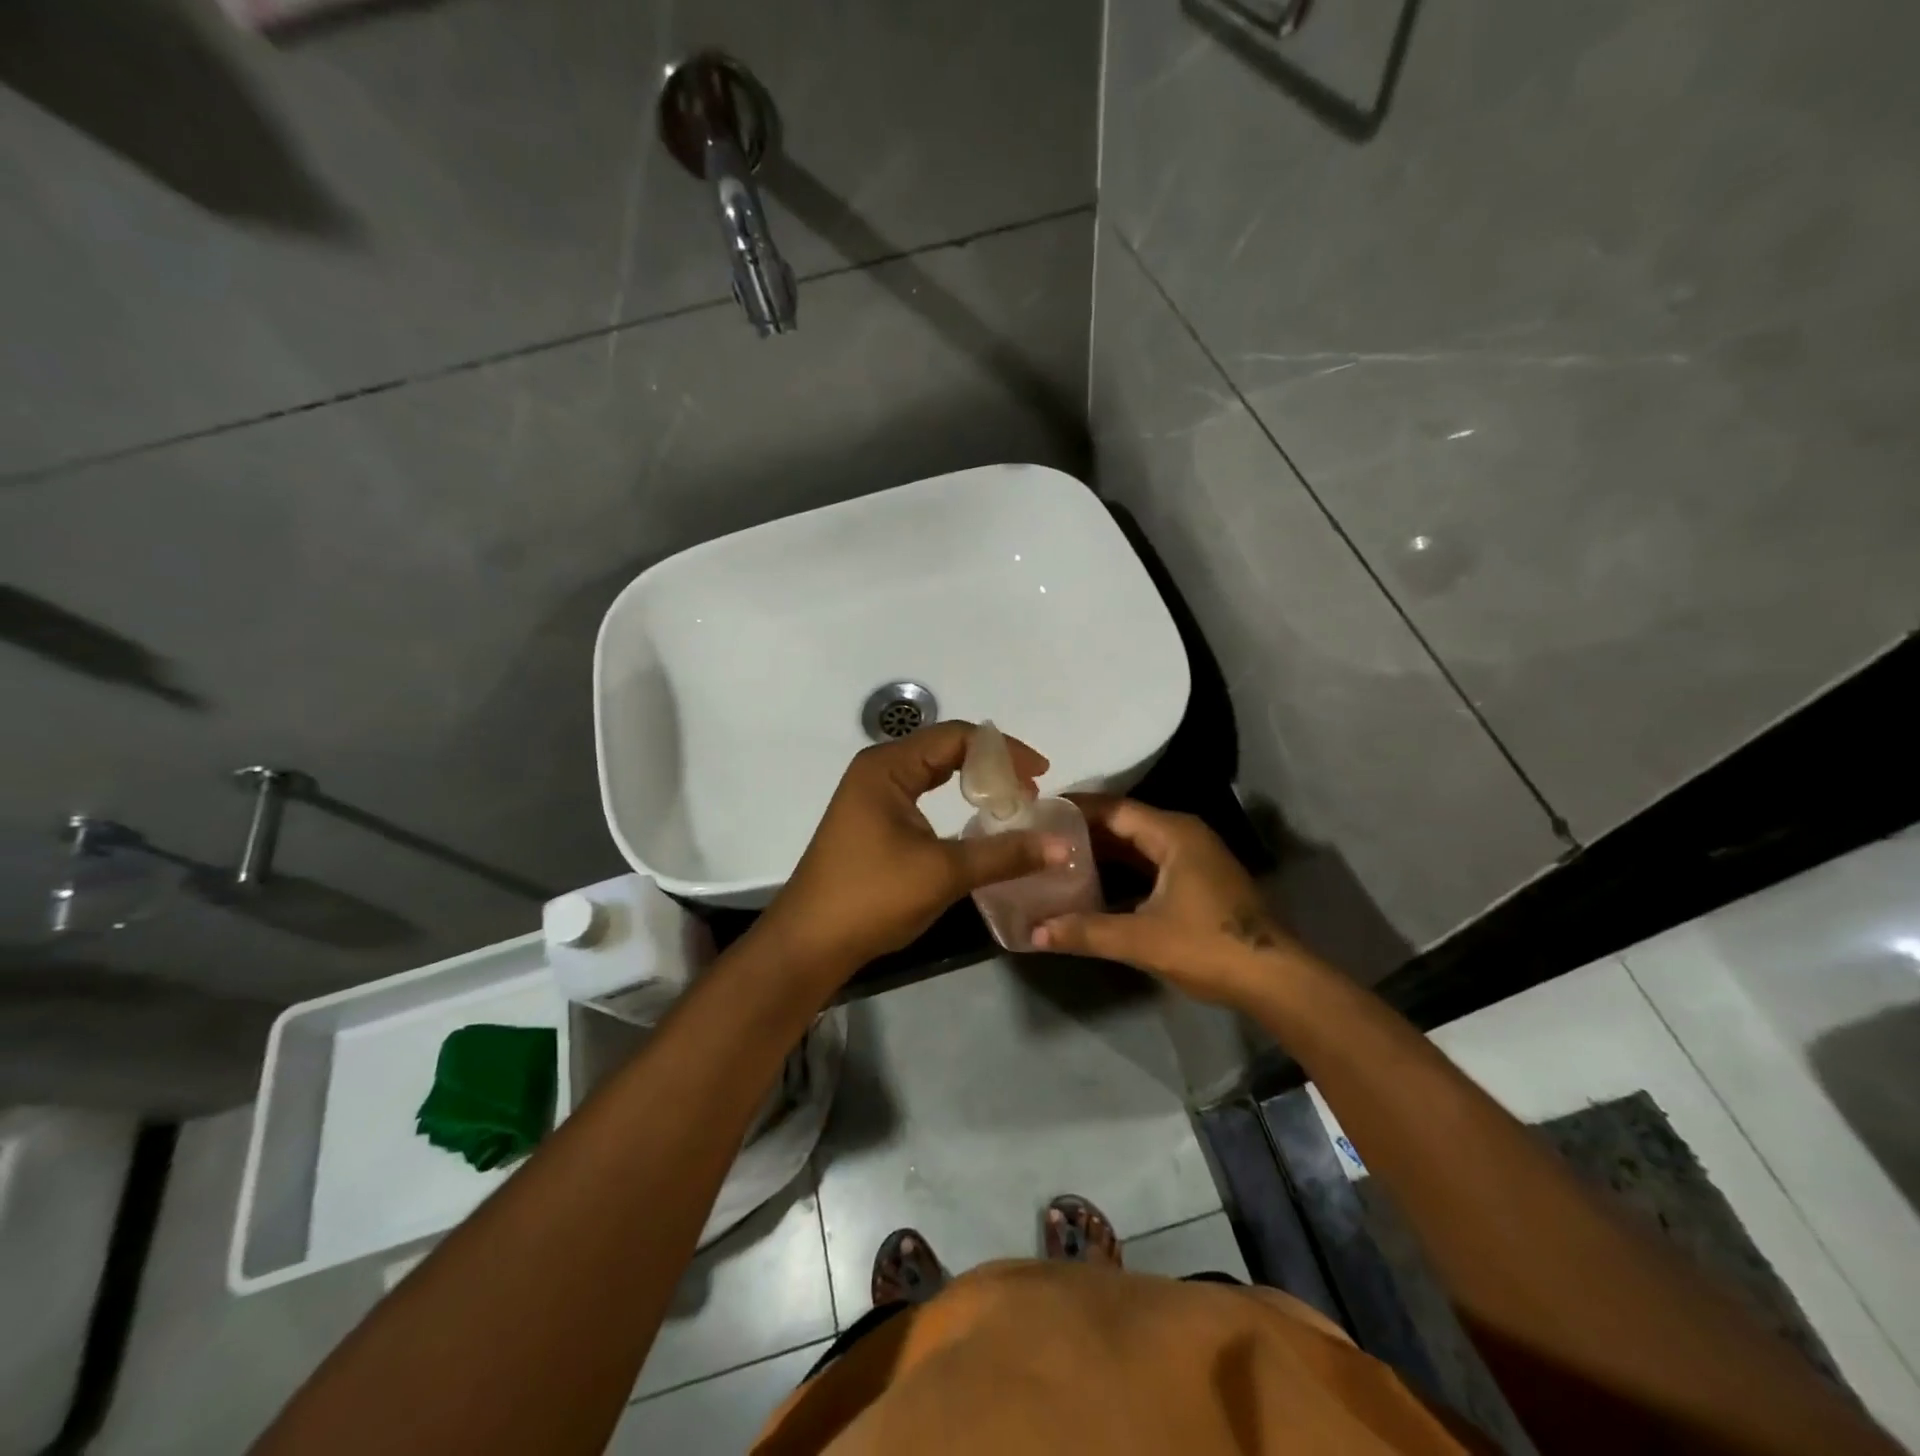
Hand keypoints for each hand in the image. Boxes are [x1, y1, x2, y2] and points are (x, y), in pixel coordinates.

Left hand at [759, 721, 1065, 974]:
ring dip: (973, 781)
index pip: (957, 737)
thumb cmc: (872, 897)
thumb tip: (1063, 847)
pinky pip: (922, 791)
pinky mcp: (872, 817)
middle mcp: (878, 769)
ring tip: (1011, 801)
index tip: (1041, 775)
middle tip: (1030, 789)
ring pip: (933, 769)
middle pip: (945, 747)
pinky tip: (974, 817)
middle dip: (991, 764)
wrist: (810, 942)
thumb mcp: (944, 873)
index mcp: (888, 767)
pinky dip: (953, 797)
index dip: (1003, 751)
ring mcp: (872, 793)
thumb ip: (1004, 854)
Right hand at [1032, 796, 1298, 1005]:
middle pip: (1124, 823)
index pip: (1113, 809)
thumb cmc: (1208, 946)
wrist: (1274, 979)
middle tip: (1040, 837)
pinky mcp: (1197, 880)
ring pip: (1137, 845)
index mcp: (1173, 833)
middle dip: (1083, 832)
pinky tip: (1092, 885)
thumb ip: (1086, 931)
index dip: (1075, 809)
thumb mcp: (1142, 939)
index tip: (1038, 812)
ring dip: (1101, 852)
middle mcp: (1183, 835)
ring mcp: (1194, 858)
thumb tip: (1033, 932)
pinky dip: (1120, 870)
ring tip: (1056, 859)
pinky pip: (1149, 863)